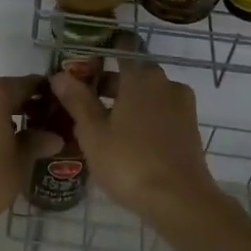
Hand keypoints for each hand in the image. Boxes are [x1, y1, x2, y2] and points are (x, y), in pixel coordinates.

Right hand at [50, 59, 217, 215]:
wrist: (180, 201)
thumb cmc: (129, 162)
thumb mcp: (93, 133)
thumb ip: (77, 100)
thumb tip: (59, 74)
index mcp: (141, 77)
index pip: (123, 48)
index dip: (104, 52)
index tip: (85, 66)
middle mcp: (166, 83)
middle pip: (135, 73)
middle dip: (111, 84)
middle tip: (85, 102)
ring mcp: (183, 106)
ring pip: (150, 95)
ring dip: (128, 103)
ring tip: (103, 125)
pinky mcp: (190, 129)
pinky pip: (162, 113)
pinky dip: (145, 118)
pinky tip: (128, 140)